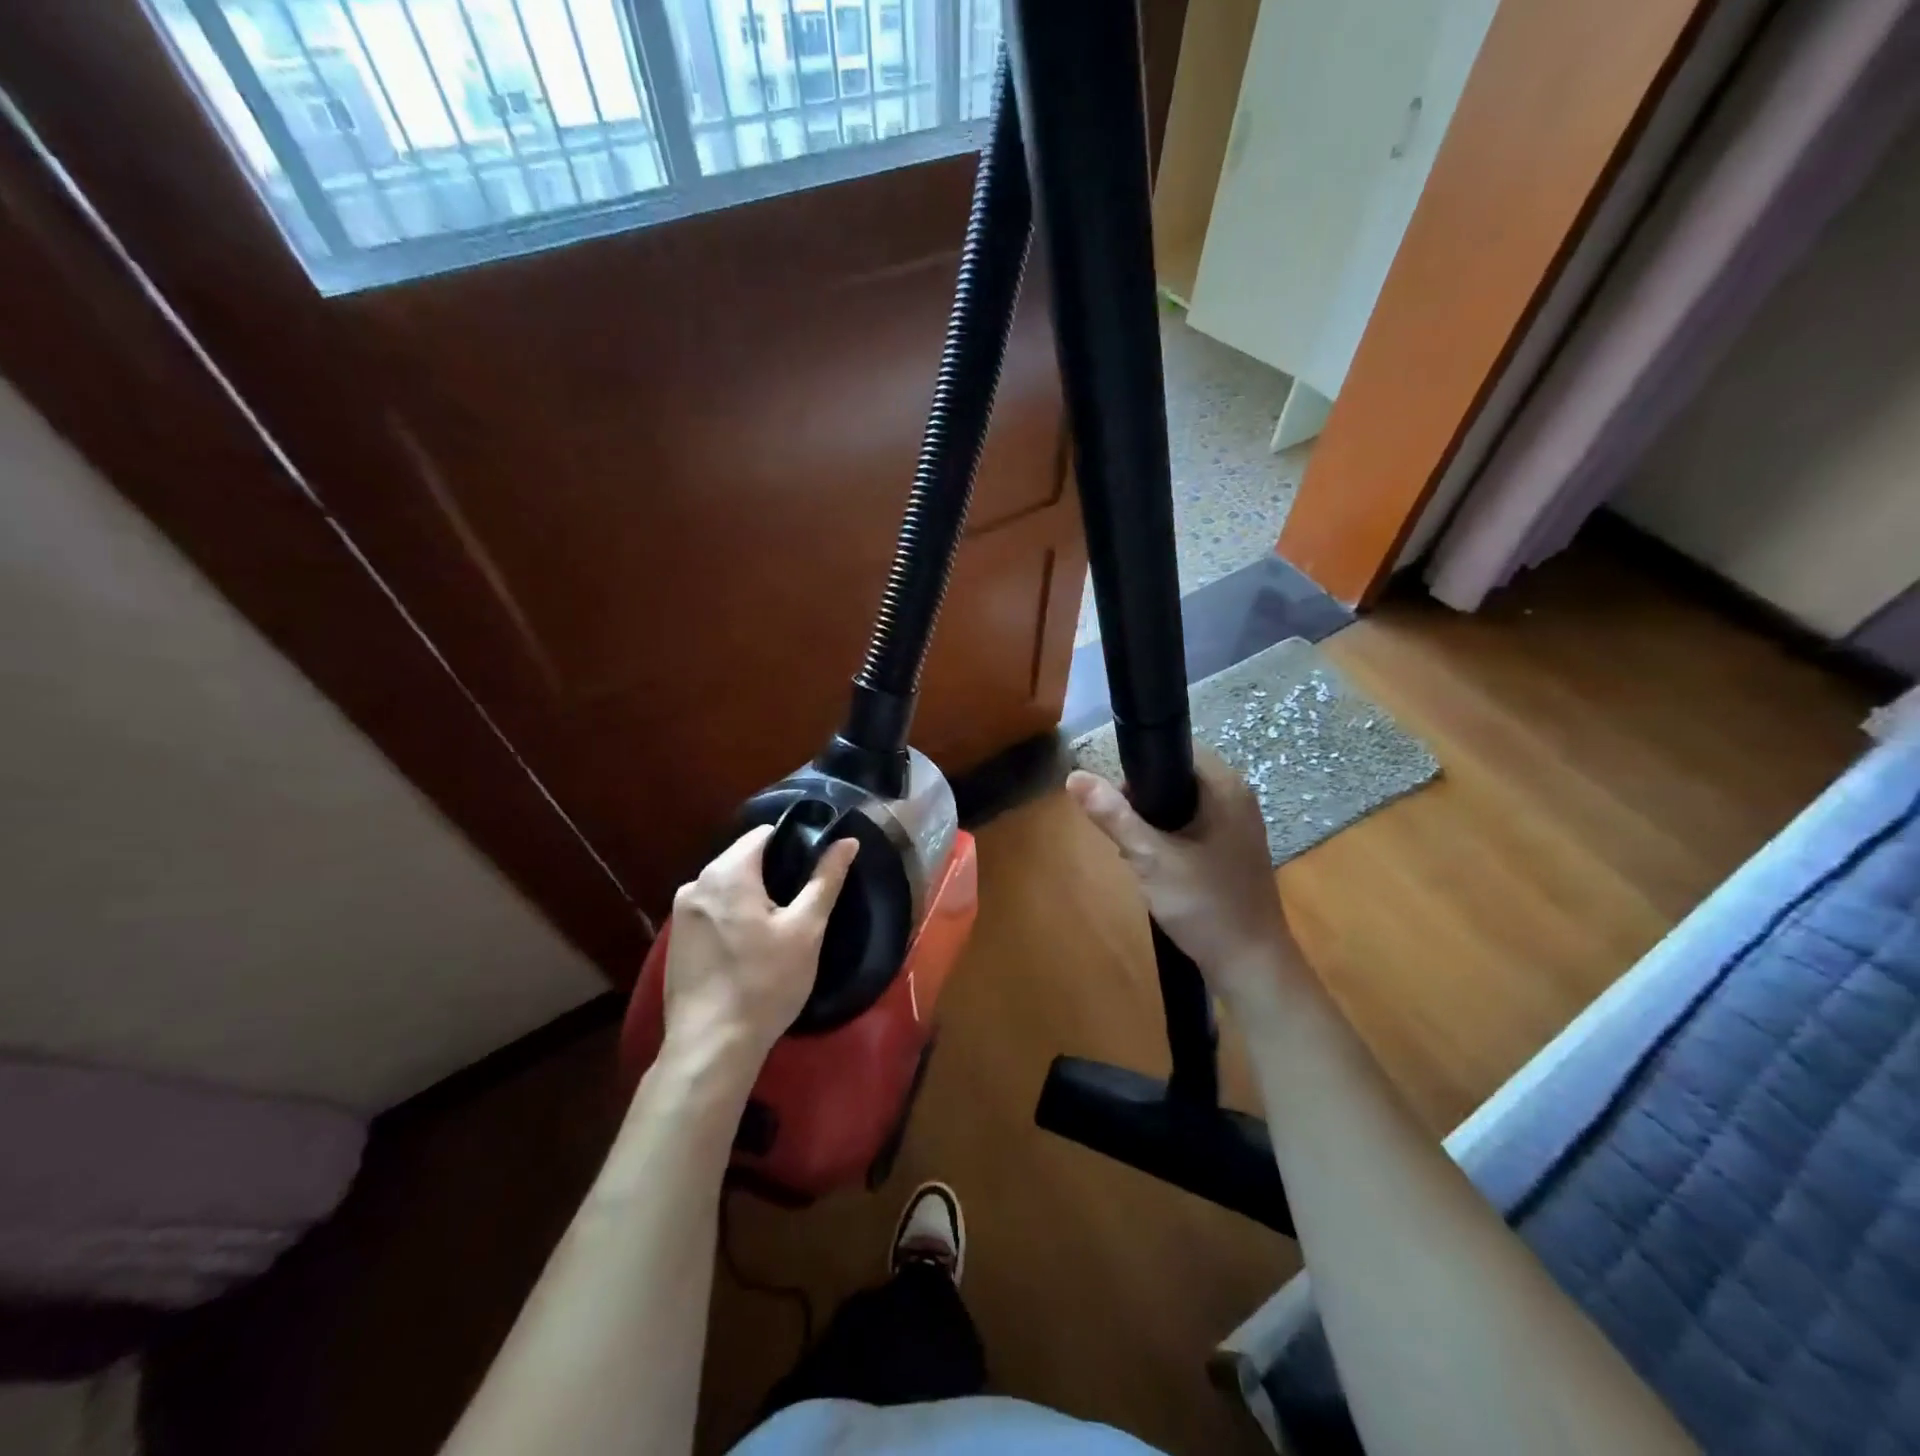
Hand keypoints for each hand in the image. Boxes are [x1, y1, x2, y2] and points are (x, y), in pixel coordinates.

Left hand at [660, 826, 858, 1070]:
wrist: (711, 1046)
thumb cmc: (765, 983)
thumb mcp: (806, 929)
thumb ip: (825, 879)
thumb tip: (847, 840)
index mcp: (726, 872)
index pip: (764, 834)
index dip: (794, 843)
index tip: (815, 868)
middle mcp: (696, 884)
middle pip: (743, 859)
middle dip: (773, 873)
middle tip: (803, 902)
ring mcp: (680, 914)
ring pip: (727, 887)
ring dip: (753, 896)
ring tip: (781, 926)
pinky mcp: (676, 941)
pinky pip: (712, 911)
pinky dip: (733, 917)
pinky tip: (750, 947)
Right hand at [1066, 746, 1307, 1020]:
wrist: (1251, 966)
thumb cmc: (1204, 905)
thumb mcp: (1150, 858)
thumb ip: (1113, 816)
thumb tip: (1074, 777)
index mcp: (1226, 786)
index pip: (1176, 748)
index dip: (1140, 765)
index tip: (1115, 797)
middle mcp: (1238, 796)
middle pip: (1177, 776)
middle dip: (1143, 798)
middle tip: (1122, 831)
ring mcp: (1239, 824)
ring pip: (1183, 803)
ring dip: (1154, 821)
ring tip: (1134, 850)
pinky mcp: (1234, 849)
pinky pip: (1194, 825)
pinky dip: (1171, 836)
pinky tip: (1156, 864)